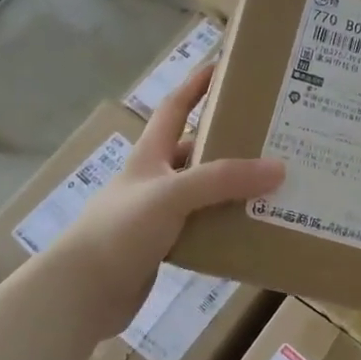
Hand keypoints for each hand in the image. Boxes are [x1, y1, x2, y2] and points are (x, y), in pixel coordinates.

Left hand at [46, 62, 282, 342]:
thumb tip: (279, 168)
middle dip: (229, 142)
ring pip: (203, 193)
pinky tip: (252, 229)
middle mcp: (154, 179)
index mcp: (150, 155)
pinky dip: (225, 226)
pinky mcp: (163, 247)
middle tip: (271, 138)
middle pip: (196, 151)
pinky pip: (203, 228)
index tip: (224, 66)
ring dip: (232, 189)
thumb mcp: (173, 194)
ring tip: (274, 185)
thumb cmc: (120, 229)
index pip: (175, 107)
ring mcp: (158, 215)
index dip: (197, 84)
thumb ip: (223, 180)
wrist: (81, 293)